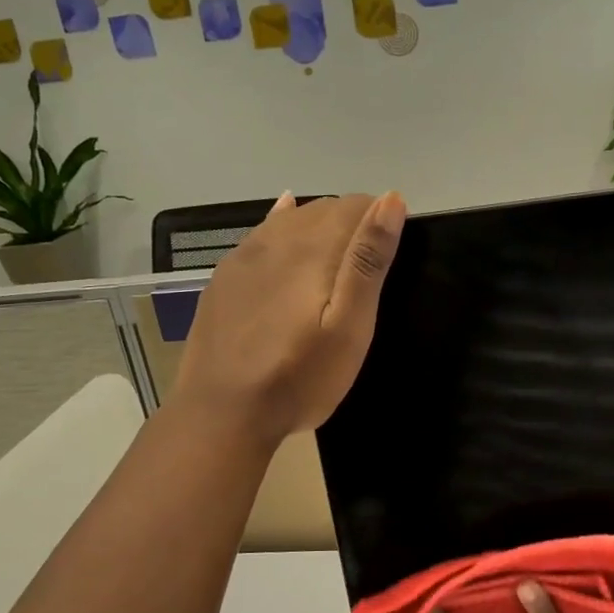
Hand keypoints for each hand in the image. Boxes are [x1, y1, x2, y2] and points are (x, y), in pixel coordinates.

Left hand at [172, 191, 403, 442]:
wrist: (222, 413)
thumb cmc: (299, 377)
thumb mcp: (350, 328)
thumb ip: (368, 261)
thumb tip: (391, 199)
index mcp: (313, 247)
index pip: (357, 205)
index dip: (381, 221)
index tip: (392, 255)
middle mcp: (277, 237)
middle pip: (324, 208)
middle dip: (353, 224)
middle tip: (368, 268)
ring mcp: (244, 255)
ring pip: (292, 219)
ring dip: (320, 227)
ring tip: (336, 259)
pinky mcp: (225, 275)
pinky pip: (261, 232)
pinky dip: (283, 224)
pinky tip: (286, 219)